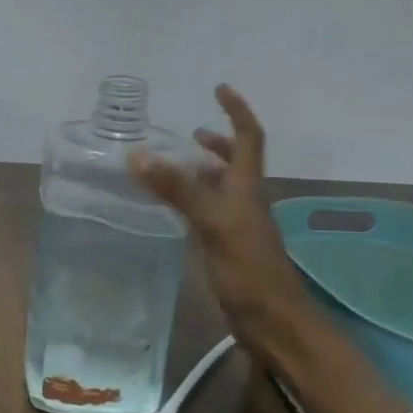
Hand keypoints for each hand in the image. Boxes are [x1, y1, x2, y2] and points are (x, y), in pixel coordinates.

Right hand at [131, 84, 317, 346]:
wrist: (273, 322)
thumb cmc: (250, 270)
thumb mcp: (213, 223)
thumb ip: (178, 189)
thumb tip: (139, 155)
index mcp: (248, 188)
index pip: (248, 139)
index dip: (237, 112)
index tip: (219, 89)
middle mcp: (245, 201)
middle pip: (235, 163)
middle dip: (216, 143)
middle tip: (190, 133)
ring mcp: (236, 226)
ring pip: (219, 188)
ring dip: (201, 171)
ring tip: (172, 166)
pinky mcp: (225, 248)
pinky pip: (206, 212)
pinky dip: (189, 201)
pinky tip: (171, 208)